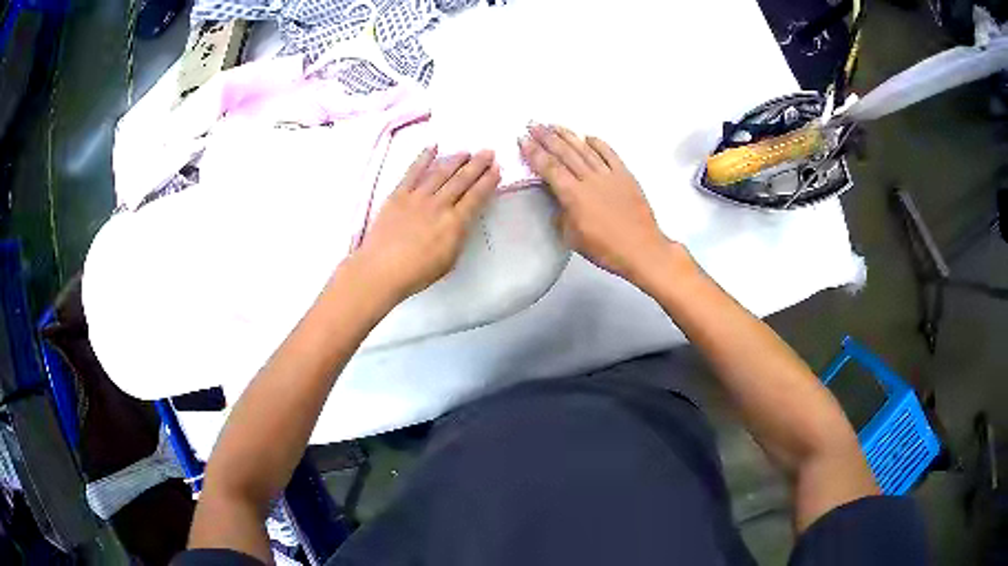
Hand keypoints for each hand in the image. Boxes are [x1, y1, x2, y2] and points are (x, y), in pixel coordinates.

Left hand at [348, 147, 498, 305]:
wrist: (381, 270)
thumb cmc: (417, 273)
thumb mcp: (449, 260)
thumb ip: (458, 236)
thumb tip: (462, 219)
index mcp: (455, 223)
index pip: (476, 196)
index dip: (488, 181)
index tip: (497, 169)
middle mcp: (439, 204)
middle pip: (461, 180)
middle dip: (477, 164)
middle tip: (488, 151)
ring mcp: (417, 197)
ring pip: (440, 172)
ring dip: (455, 160)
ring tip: (466, 151)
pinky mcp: (398, 194)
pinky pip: (413, 172)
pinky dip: (423, 158)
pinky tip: (433, 147)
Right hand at [519, 124, 679, 283]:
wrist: (641, 249)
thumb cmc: (605, 249)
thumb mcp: (572, 237)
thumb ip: (561, 214)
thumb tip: (557, 199)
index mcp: (573, 195)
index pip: (549, 168)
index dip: (534, 152)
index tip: (523, 140)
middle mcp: (590, 179)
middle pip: (565, 153)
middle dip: (547, 137)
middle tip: (534, 124)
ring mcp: (609, 175)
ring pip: (585, 150)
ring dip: (568, 136)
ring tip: (554, 125)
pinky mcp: (626, 176)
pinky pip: (610, 154)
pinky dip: (599, 144)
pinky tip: (588, 136)